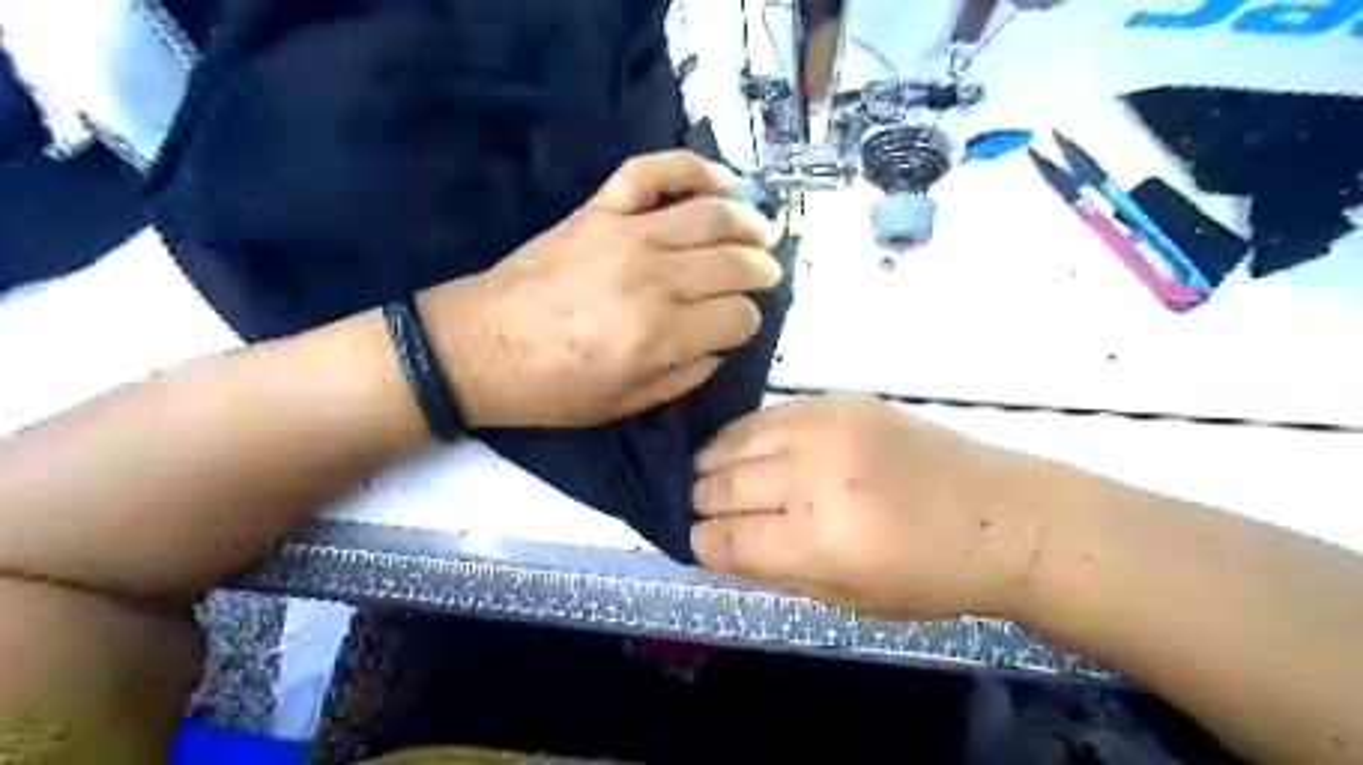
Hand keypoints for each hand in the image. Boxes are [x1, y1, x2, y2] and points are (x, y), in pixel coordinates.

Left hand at [417, 148, 777, 428]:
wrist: (476, 348)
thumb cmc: (551, 388)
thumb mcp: (624, 405)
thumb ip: (683, 377)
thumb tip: (718, 346)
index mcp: (660, 336)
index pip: (736, 317)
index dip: (748, 321)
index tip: (741, 325)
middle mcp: (653, 279)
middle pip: (733, 264)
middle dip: (760, 270)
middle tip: (768, 273)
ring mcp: (624, 235)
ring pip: (708, 215)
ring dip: (747, 220)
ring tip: (764, 228)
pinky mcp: (597, 210)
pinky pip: (650, 172)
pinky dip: (689, 166)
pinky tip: (720, 175)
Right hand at [697, 394, 1071, 621]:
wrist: (999, 515)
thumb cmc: (928, 575)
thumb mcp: (846, 597)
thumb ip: (774, 568)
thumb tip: (719, 544)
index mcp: (816, 541)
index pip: (725, 538)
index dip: (699, 542)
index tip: (692, 541)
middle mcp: (813, 477)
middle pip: (720, 485)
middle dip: (696, 501)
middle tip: (692, 507)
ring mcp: (825, 430)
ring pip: (734, 440)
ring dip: (710, 462)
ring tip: (704, 474)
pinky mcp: (838, 401)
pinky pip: (768, 414)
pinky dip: (744, 434)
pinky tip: (740, 447)